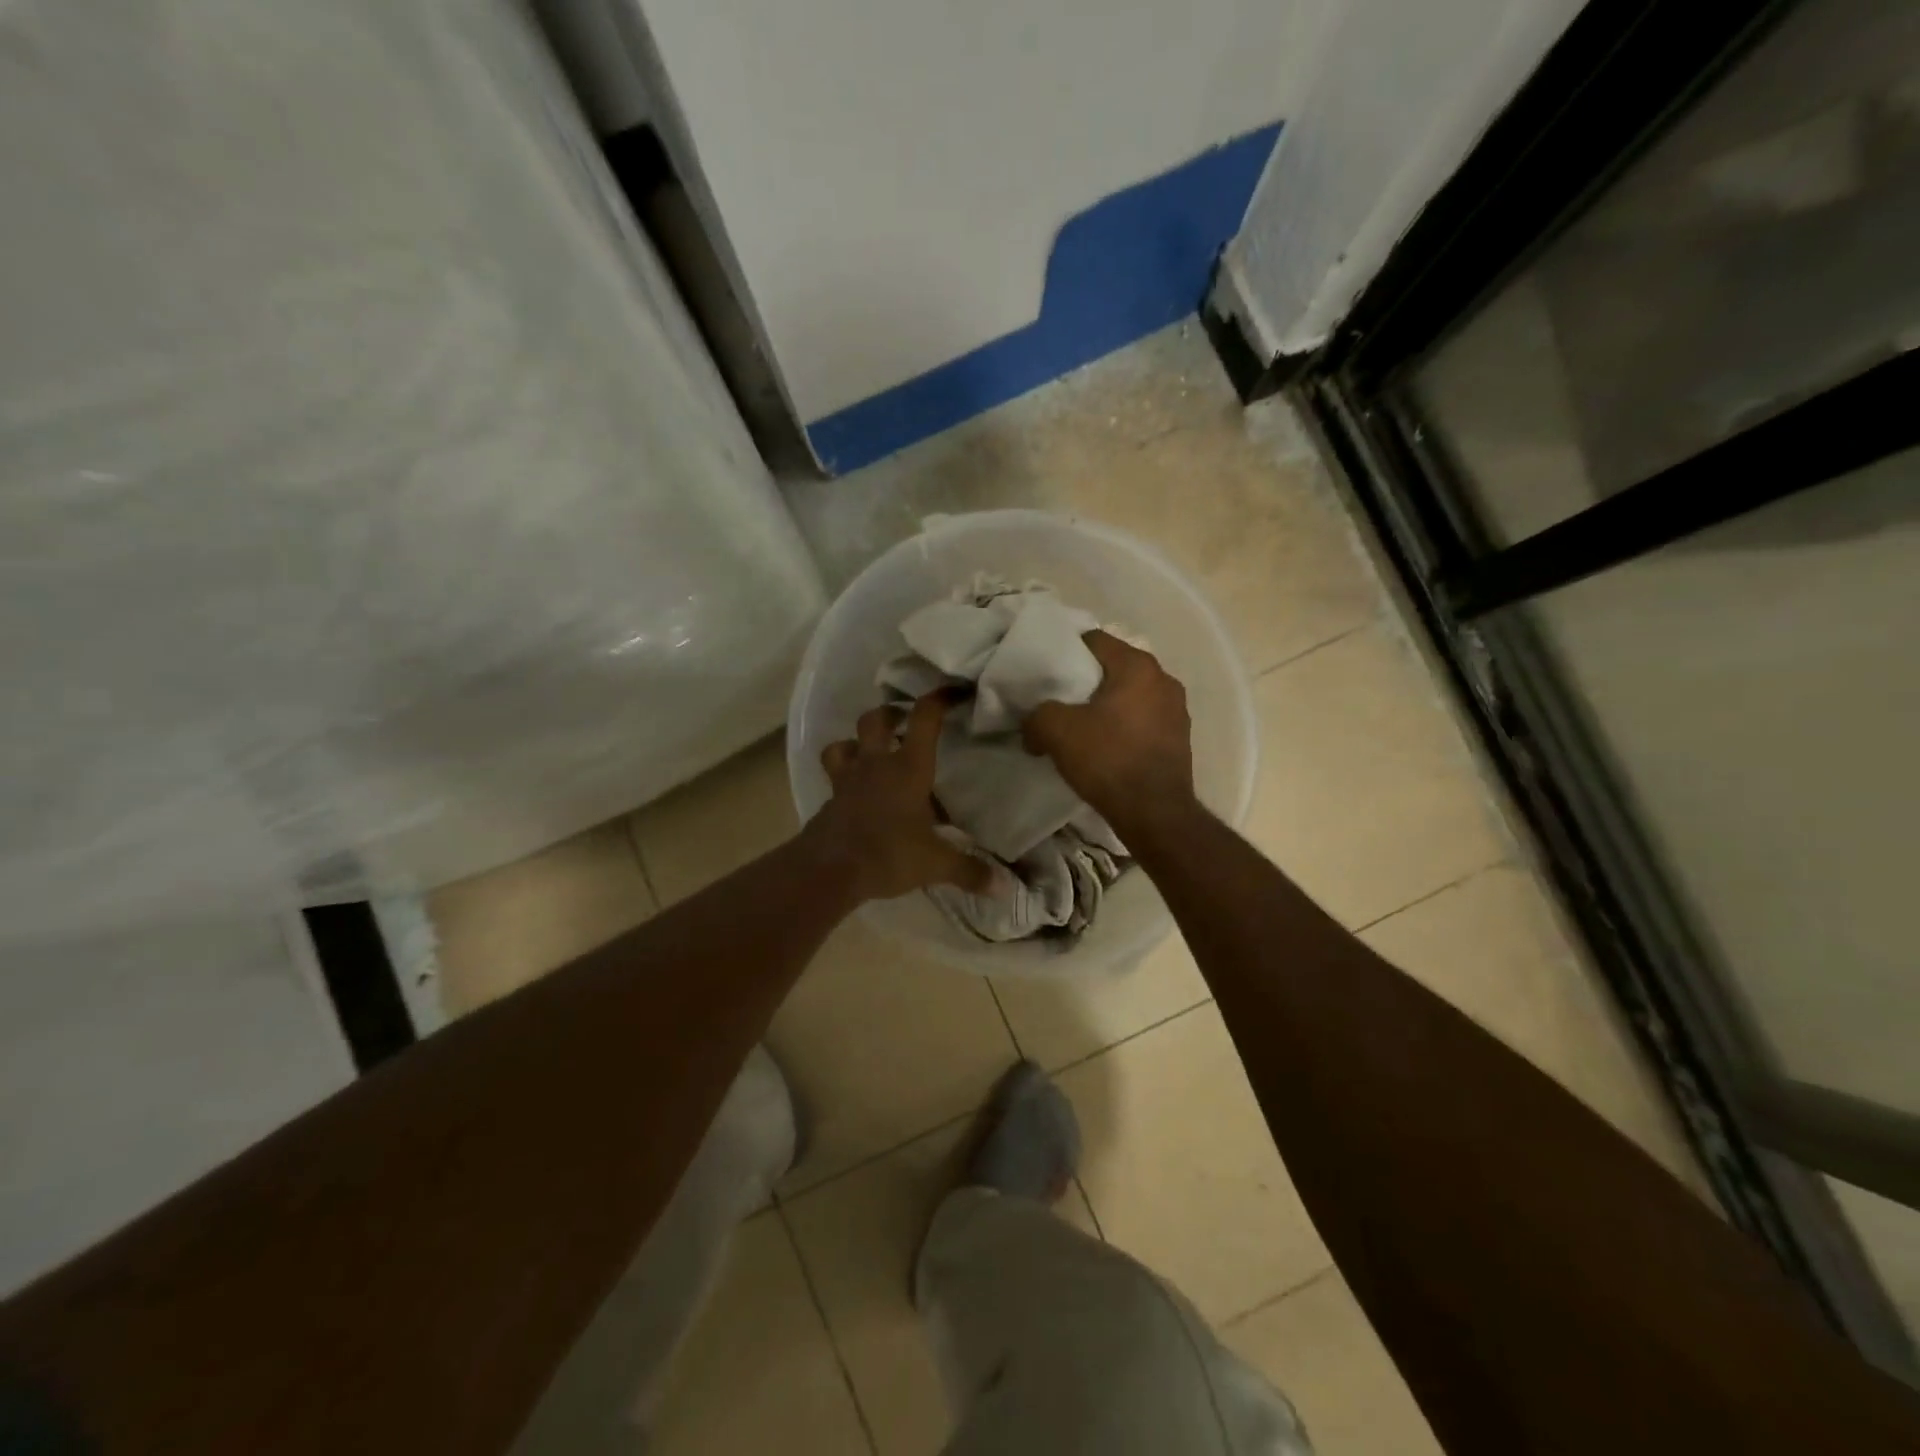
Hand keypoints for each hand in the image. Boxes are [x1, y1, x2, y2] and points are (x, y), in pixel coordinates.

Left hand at [809, 693, 997, 902]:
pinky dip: (844, 776)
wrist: (829, 870)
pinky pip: (835, 776)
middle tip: (905, 721)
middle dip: (891, 713)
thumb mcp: (935, 864)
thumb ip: (969, 870)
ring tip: (871, 753)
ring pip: (844, 744)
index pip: (924, 719)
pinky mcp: (830, 800)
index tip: (954, 692)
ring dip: (857, 742)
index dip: (939, 699)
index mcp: (908, 769)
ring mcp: (848, 780)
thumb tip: (1005, 887)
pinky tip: (856, 794)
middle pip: (876, 720)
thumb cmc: (888, 854)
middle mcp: (876, 765)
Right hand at [1022, 631, 1194, 827]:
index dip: (1067, 651)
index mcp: (1137, 666)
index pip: (1095, 640)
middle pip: (1114, 667)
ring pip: (1130, 695)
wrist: (1154, 812)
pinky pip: (1143, 720)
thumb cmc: (1108, 759)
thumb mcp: (1057, 731)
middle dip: (1087, 680)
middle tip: (1060, 699)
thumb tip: (1033, 725)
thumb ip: (1037, 715)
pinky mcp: (1180, 738)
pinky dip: (1124, 726)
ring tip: (1082, 726)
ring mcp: (1177, 710)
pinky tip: (1106, 747)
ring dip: (1107, 705)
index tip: (1048, 671)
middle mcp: (1163, 679)